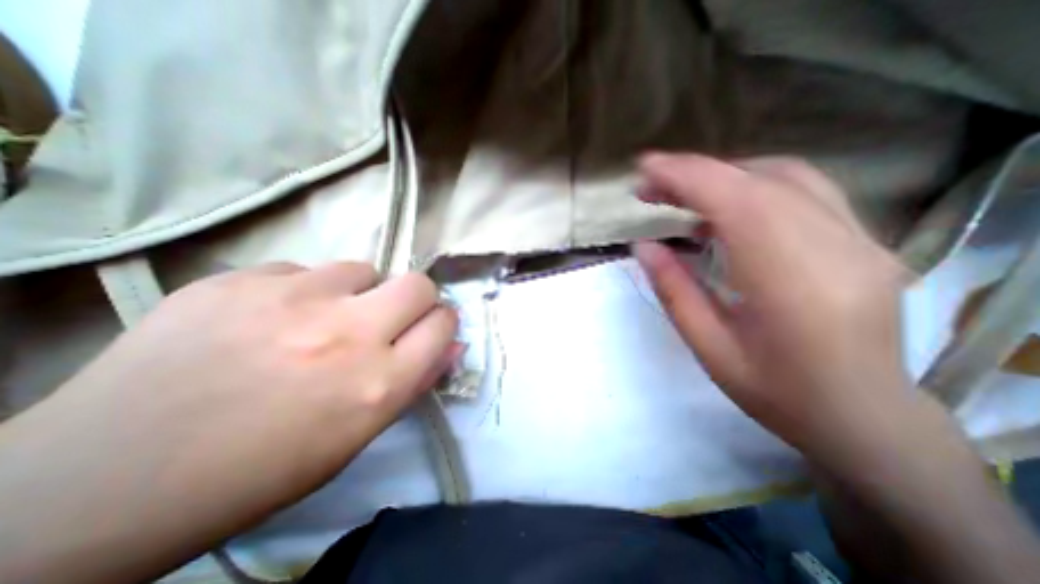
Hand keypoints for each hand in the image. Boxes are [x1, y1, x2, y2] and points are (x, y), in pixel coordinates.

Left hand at [0, 263, 456, 581]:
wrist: (104, 481)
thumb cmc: (260, 469)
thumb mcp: (358, 436)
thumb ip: (415, 382)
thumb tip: (452, 344)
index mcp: (378, 383)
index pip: (443, 324)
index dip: (442, 323)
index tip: (430, 327)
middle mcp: (348, 334)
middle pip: (418, 284)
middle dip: (416, 298)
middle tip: (390, 316)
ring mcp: (293, 300)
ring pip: (364, 268)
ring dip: (359, 292)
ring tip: (322, 319)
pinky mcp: (241, 280)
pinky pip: (304, 270)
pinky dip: (303, 291)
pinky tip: (269, 319)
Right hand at [629, 153, 907, 465]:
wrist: (864, 419)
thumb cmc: (776, 392)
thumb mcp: (709, 348)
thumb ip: (674, 291)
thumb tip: (643, 245)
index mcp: (794, 283)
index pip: (738, 202)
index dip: (688, 176)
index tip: (645, 167)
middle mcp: (838, 247)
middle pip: (759, 181)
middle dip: (695, 174)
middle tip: (651, 188)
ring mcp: (860, 239)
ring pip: (784, 177)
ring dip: (722, 176)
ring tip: (680, 196)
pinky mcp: (862, 239)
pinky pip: (802, 191)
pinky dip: (752, 186)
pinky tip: (723, 210)